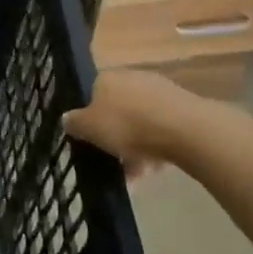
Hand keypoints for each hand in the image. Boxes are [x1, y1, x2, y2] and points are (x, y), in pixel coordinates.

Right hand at [62, 68, 226, 177]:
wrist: (185, 129)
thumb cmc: (128, 125)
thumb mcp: (88, 128)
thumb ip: (74, 123)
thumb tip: (67, 118)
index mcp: (106, 78)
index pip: (91, 95)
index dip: (89, 120)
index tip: (91, 141)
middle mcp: (131, 77)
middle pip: (117, 110)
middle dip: (115, 136)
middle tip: (113, 161)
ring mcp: (159, 90)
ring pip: (140, 122)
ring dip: (136, 147)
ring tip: (136, 176)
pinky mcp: (182, 106)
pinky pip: (161, 128)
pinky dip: (156, 147)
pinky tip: (156, 169)